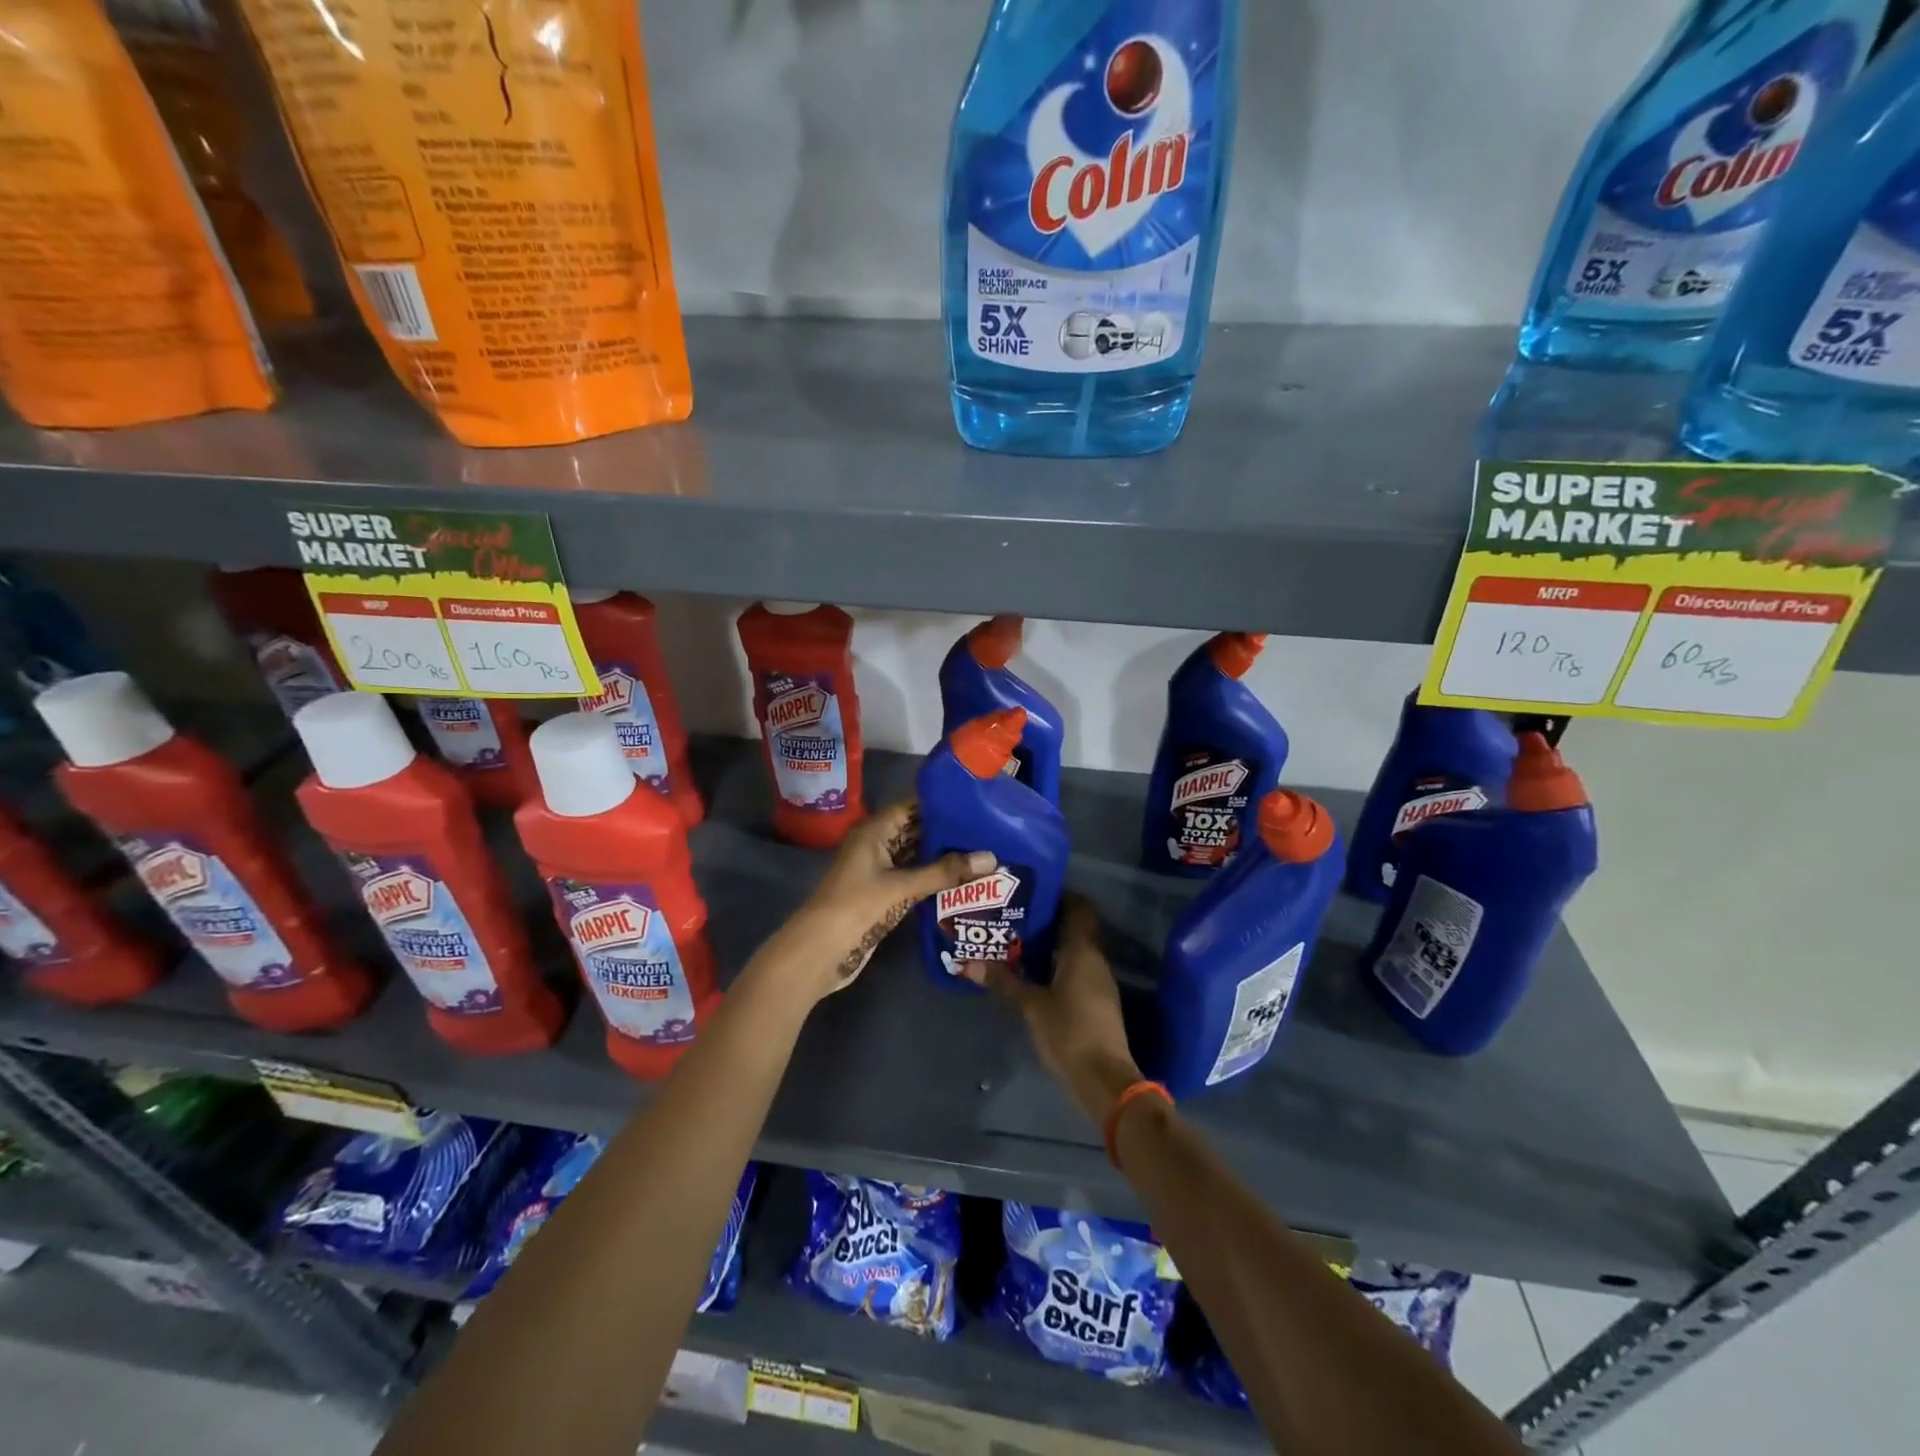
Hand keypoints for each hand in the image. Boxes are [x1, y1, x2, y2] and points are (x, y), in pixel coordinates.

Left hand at [767, 801, 995, 1003]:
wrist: (819, 952)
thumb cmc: (856, 907)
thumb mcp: (901, 887)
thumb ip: (945, 873)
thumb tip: (991, 858)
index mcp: (874, 831)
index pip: (913, 806)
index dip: (942, 804)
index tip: (977, 803)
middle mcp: (877, 845)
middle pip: (917, 831)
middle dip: (948, 832)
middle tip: (989, 831)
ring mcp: (879, 871)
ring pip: (917, 856)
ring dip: (944, 857)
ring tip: (984, 853)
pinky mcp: (883, 895)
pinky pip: (914, 879)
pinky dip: (935, 879)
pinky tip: (963, 881)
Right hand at [966, 897, 1143, 1125]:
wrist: (1103, 1078)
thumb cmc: (1068, 1031)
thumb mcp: (1031, 1005)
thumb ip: (1004, 982)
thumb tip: (968, 963)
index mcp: (1082, 950)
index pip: (1078, 908)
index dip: (1059, 895)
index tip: (1032, 891)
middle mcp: (1095, 959)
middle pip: (1075, 928)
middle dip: (1048, 920)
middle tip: (1016, 915)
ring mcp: (1099, 981)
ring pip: (1075, 950)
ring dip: (1051, 944)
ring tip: (1018, 940)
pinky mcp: (1097, 1001)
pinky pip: (1077, 970)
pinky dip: (1057, 964)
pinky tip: (1034, 973)